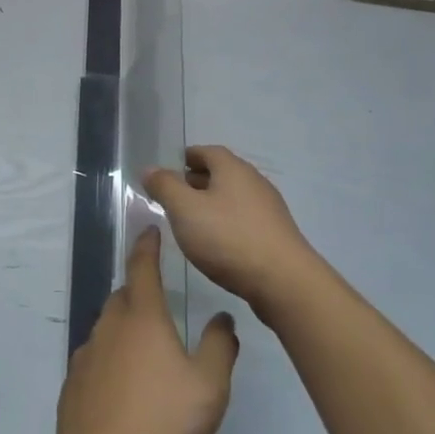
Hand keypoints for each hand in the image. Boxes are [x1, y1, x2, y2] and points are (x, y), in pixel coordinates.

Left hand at [55, 228, 237, 433]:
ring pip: (107, 328)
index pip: (143, 267)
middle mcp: (110, 325)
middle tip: (158, 304)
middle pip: (123, 296)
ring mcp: (87, 353)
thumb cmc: (163, 418)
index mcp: (143, 316)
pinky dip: (109, 360)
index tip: (150, 230)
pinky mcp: (73, 382)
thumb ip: (219, 347)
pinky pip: (95, 359)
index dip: (147, 246)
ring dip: (123, 329)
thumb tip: (223, 318)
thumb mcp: (208, 385)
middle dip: (138, 292)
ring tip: (144, 351)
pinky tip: (122, 387)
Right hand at [143, 146, 321, 318]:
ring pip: (234, 197)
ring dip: (212, 203)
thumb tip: (150, 168)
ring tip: (192, 221)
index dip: (188, 157)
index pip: (207, 151)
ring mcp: (269, 209)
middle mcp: (254, 182)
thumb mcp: (185, 210)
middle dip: (198, 181)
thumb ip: (165, 186)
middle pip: (222, 173)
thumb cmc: (228, 238)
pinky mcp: (276, 234)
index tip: (172, 168)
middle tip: (175, 195)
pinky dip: (227, 222)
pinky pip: (245, 219)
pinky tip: (217, 242)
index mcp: (232, 169)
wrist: (284, 281)